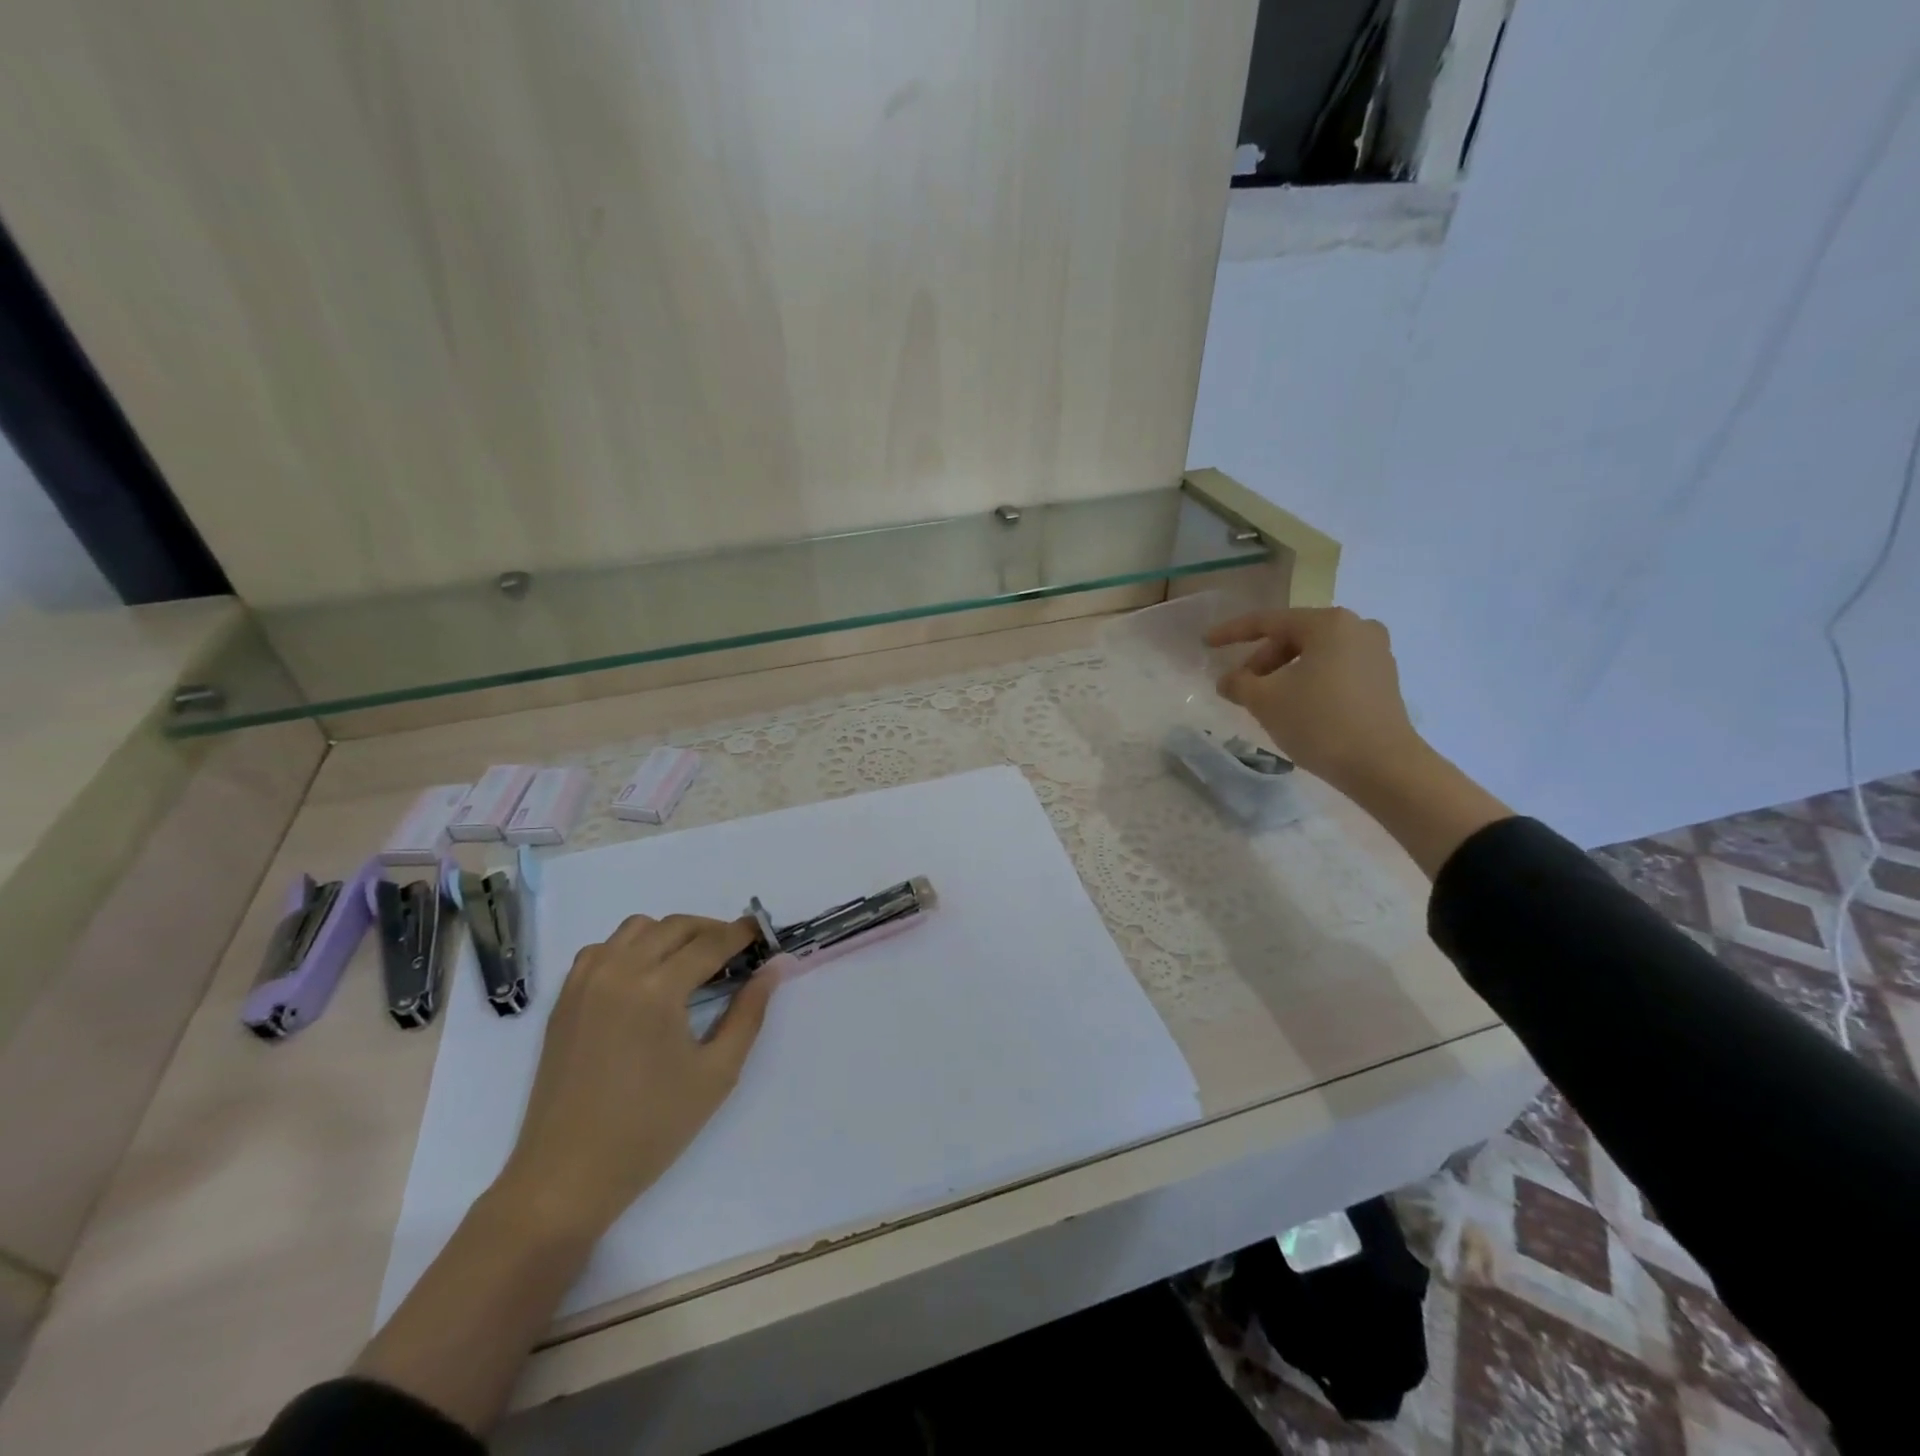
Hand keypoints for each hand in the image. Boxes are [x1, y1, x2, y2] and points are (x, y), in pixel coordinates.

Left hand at [492, 914, 775, 1238]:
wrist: (566, 1176)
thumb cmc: (651, 1129)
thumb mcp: (717, 1073)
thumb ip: (749, 1013)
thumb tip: (773, 968)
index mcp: (657, 990)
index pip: (710, 943)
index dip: (742, 934)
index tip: (763, 932)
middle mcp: (619, 971)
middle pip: (676, 926)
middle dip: (711, 931)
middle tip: (736, 953)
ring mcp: (585, 982)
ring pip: (637, 928)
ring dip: (671, 934)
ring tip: (691, 963)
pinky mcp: (565, 998)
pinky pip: (603, 949)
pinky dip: (630, 947)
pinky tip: (645, 977)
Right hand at [1206, 606, 1423, 794]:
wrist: (1382, 766)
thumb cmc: (1319, 722)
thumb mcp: (1265, 700)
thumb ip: (1238, 683)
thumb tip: (1228, 680)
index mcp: (1329, 623)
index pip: (1268, 621)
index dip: (1232, 632)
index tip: (1206, 642)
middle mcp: (1358, 628)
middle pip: (1294, 636)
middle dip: (1262, 660)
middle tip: (1241, 686)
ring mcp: (1376, 654)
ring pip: (1314, 655)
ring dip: (1283, 673)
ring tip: (1265, 700)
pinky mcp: (1383, 681)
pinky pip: (1334, 670)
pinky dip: (1308, 682)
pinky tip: (1295, 707)